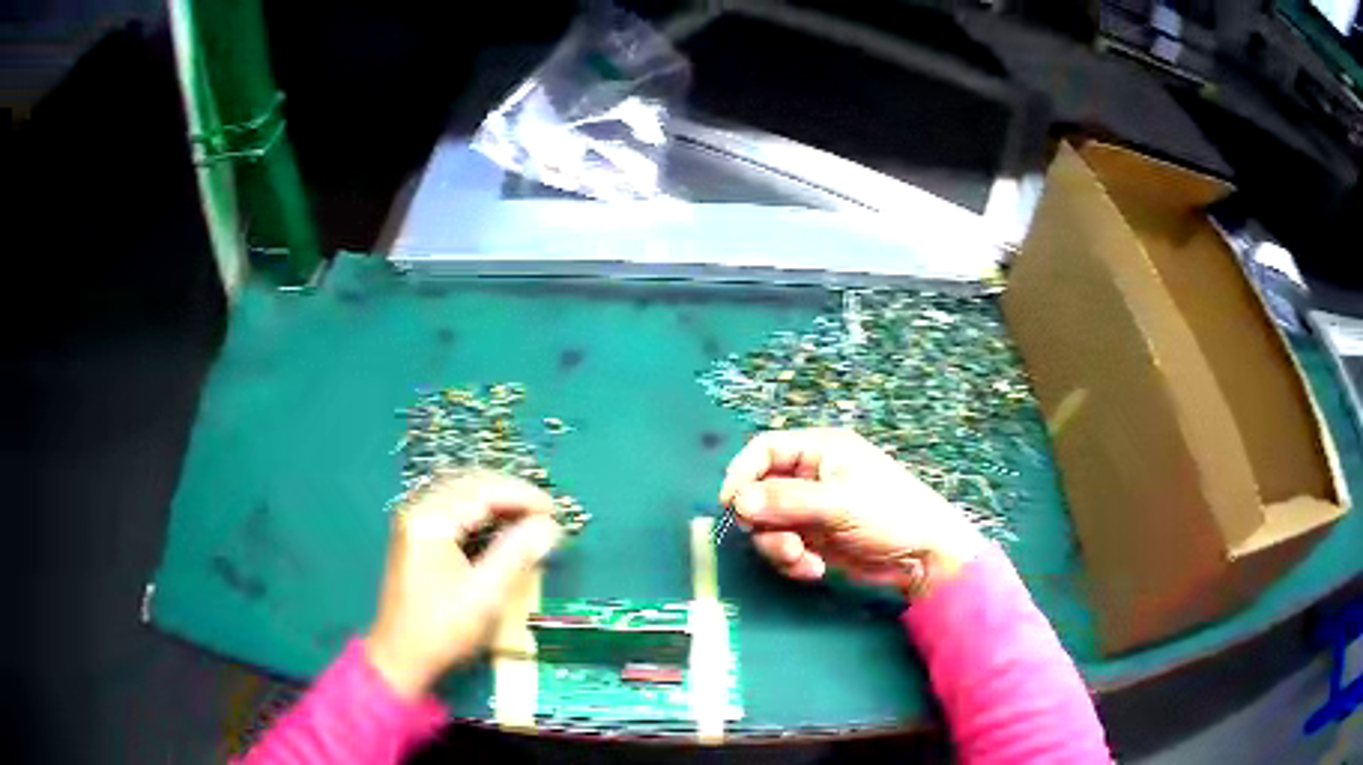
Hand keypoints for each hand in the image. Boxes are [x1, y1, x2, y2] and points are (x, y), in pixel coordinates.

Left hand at [366, 473, 562, 698]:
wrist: (402, 658)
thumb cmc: (442, 629)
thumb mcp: (485, 594)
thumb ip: (517, 554)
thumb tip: (550, 526)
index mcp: (430, 519)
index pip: (482, 490)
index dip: (522, 495)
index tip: (555, 511)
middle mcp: (418, 511)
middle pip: (470, 484)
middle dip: (511, 494)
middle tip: (546, 514)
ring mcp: (415, 523)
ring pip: (462, 494)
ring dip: (498, 501)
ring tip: (530, 518)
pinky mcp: (418, 538)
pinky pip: (455, 510)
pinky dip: (483, 513)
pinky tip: (502, 528)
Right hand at [720, 429, 985, 599]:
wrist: (924, 558)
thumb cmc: (890, 514)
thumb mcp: (839, 503)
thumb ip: (787, 501)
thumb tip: (737, 502)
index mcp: (820, 450)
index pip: (765, 450)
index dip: (742, 473)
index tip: (731, 505)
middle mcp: (811, 476)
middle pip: (760, 491)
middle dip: (763, 521)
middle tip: (778, 541)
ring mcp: (811, 510)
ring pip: (767, 524)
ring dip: (777, 546)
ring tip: (802, 559)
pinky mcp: (815, 539)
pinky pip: (783, 547)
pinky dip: (792, 561)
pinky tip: (815, 570)